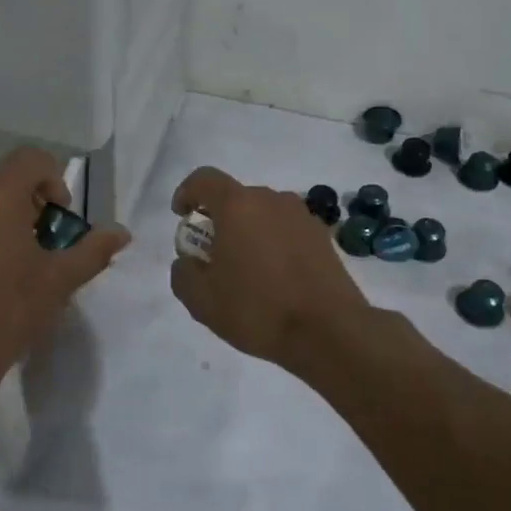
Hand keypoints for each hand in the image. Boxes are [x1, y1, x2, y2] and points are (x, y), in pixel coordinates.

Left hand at [0, 147, 130, 390]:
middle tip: (41, 237)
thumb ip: (93, 250)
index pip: (30, 158)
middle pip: (2, 178)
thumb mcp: (59, 280)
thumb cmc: (9, 311)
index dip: (52, 178)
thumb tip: (122, 232)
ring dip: (0, 213)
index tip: (59, 215)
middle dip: (26, 199)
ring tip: (13, 255)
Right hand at [168, 167, 372, 367]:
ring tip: (246, 270)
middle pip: (236, 198)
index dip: (187, 192)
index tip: (182, 215)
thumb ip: (183, 273)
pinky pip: (286, 230)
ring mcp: (301, 216)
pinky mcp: (322, 236)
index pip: (204, 179)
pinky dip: (273, 243)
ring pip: (263, 214)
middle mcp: (271, 200)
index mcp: (238, 206)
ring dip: (248, 232)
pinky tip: (275, 278)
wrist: (329, 331)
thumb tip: (188, 262)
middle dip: (218, 220)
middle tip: (212, 254)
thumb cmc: (258, 309)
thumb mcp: (202, 301)